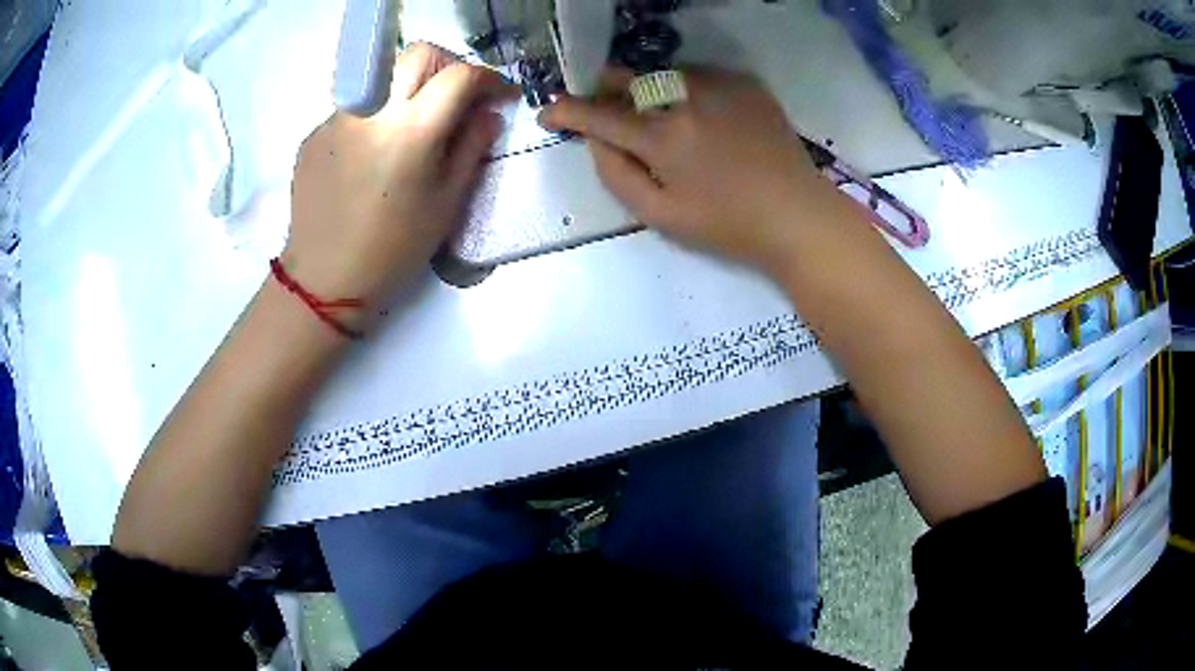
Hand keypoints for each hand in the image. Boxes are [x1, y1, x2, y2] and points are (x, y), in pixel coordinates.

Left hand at [285, 43, 515, 323]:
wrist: (324, 280)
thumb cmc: (393, 249)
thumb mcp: (446, 203)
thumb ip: (471, 148)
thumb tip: (487, 114)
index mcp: (412, 129)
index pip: (460, 75)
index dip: (489, 78)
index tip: (499, 95)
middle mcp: (372, 110)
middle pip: (417, 54)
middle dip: (447, 65)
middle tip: (455, 95)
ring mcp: (337, 119)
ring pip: (382, 77)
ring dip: (408, 88)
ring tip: (410, 127)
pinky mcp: (315, 134)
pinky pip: (354, 108)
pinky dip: (374, 116)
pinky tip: (371, 155)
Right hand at [540, 68, 844, 273]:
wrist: (797, 214)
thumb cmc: (727, 224)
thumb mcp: (661, 215)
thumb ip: (616, 175)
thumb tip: (594, 140)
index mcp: (663, 137)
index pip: (599, 114)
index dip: (567, 111)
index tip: (549, 113)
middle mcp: (686, 98)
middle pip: (627, 78)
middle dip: (603, 89)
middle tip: (601, 107)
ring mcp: (719, 84)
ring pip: (662, 73)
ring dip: (646, 89)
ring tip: (655, 114)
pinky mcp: (745, 82)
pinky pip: (699, 75)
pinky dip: (685, 89)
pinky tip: (697, 114)